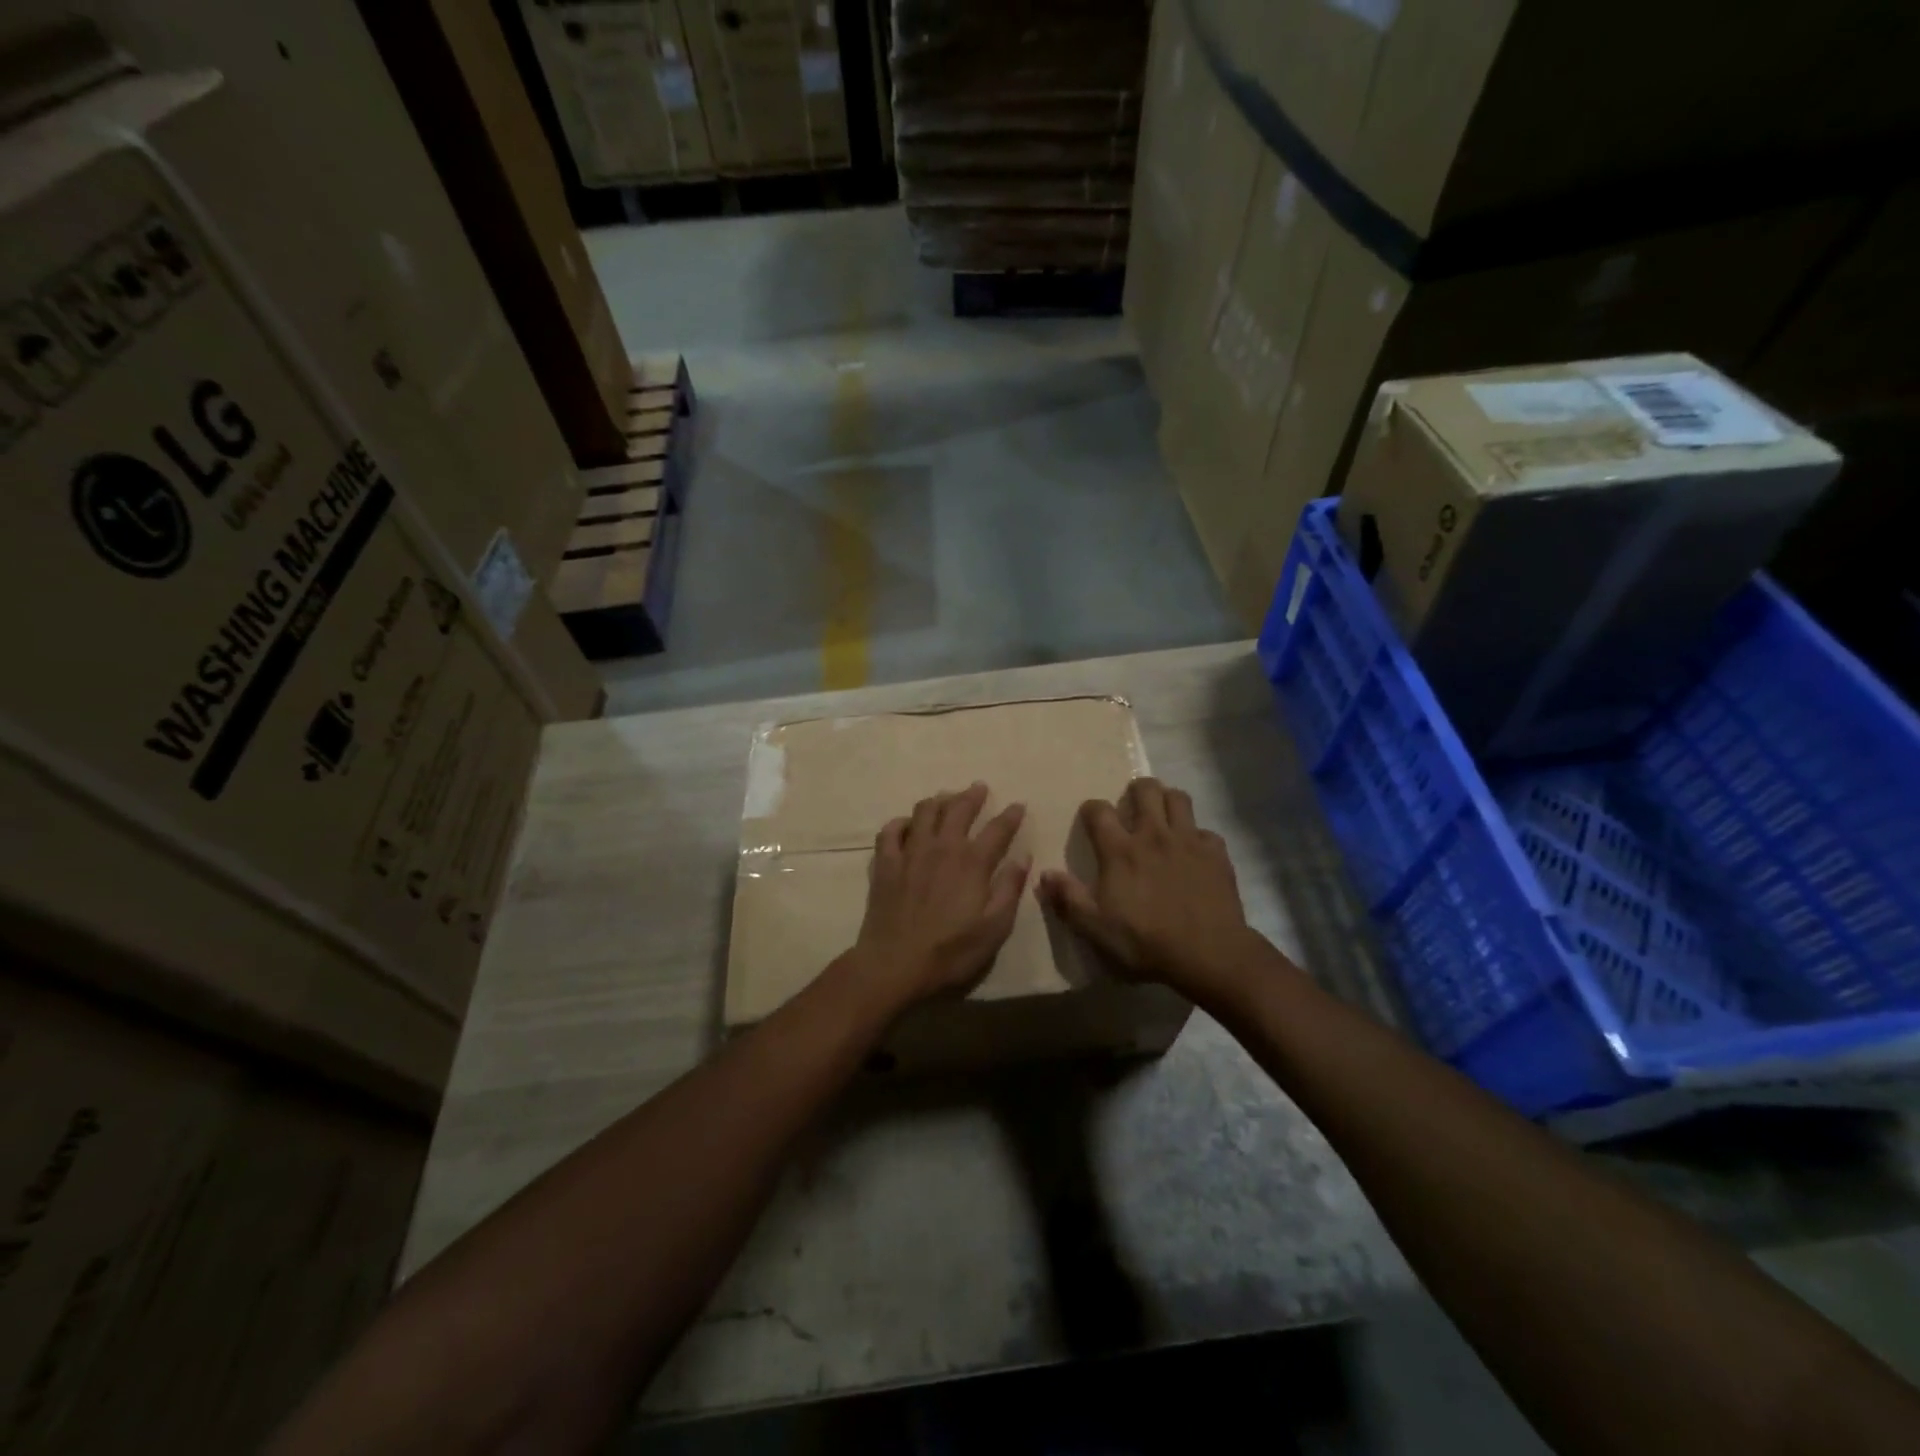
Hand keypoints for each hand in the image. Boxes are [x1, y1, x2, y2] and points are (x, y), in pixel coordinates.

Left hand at [847, 782, 1029, 1014]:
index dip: (1011, 815)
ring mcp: (910, 852)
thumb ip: (1009, 889)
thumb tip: (1022, 857)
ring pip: (924, 811)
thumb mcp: (994, 929)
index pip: (997, 829)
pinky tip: (907, 824)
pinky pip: (891, 830)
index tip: (1018, 805)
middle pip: (958, 809)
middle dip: (972, 795)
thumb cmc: (950, 952)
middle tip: (979, 787)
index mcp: (972, 862)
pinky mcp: (885, 863)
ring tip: (946, 798)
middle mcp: (942, 847)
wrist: (894, 966)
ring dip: (938, 800)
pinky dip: (902, 822)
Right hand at [1037, 777, 1258, 1003]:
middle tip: (1132, 806)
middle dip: (1136, 790)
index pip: (1099, 811)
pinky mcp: (1216, 853)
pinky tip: (1194, 851)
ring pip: (1178, 798)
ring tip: (1163, 816)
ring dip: (1168, 801)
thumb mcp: (1095, 928)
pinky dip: (1197, 836)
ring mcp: (1188, 841)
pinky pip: (1206, 831)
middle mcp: (1153, 835)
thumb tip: (1044, 874)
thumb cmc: (1146, 941)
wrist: (1209, 955)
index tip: (1091, 819)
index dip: (1091, 809)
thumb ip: (1068, 898)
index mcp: (1121, 851)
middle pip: (1146, 789)